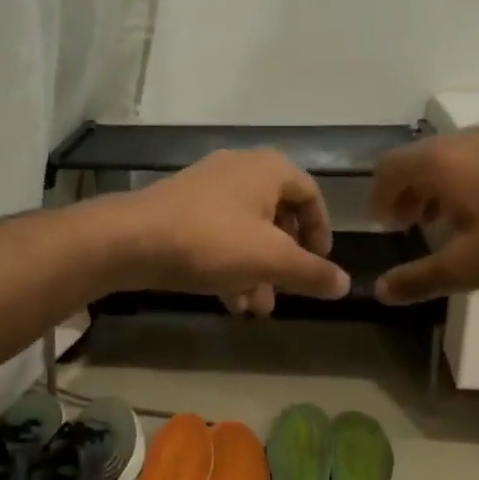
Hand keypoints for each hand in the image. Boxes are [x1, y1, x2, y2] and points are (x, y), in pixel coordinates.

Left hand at [121, 149, 349, 312]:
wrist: (133, 239)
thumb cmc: (212, 240)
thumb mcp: (271, 260)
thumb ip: (311, 272)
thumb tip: (346, 284)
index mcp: (268, 170)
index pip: (311, 194)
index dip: (322, 230)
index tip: (320, 263)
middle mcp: (239, 170)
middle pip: (277, 216)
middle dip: (284, 261)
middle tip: (286, 292)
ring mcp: (207, 188)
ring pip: (246, 232)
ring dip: (257, 271)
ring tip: (256, 309)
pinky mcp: (181, 209)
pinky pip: (218, 236)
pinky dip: (229, 266)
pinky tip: (229, 302)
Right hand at [368, 129, 478, 303]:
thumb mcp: (467, 267)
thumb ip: (418, 279)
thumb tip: (379, 291)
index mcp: (439, 162)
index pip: (389, 169)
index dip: (379, 198)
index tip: (383, 226)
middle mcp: (461, 141)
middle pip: (416, 161)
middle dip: (405, 194)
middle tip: (408, 226)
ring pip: (448, 159)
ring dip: (434, 189)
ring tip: (444, 223)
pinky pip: (476, 159)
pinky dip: (463, 182)